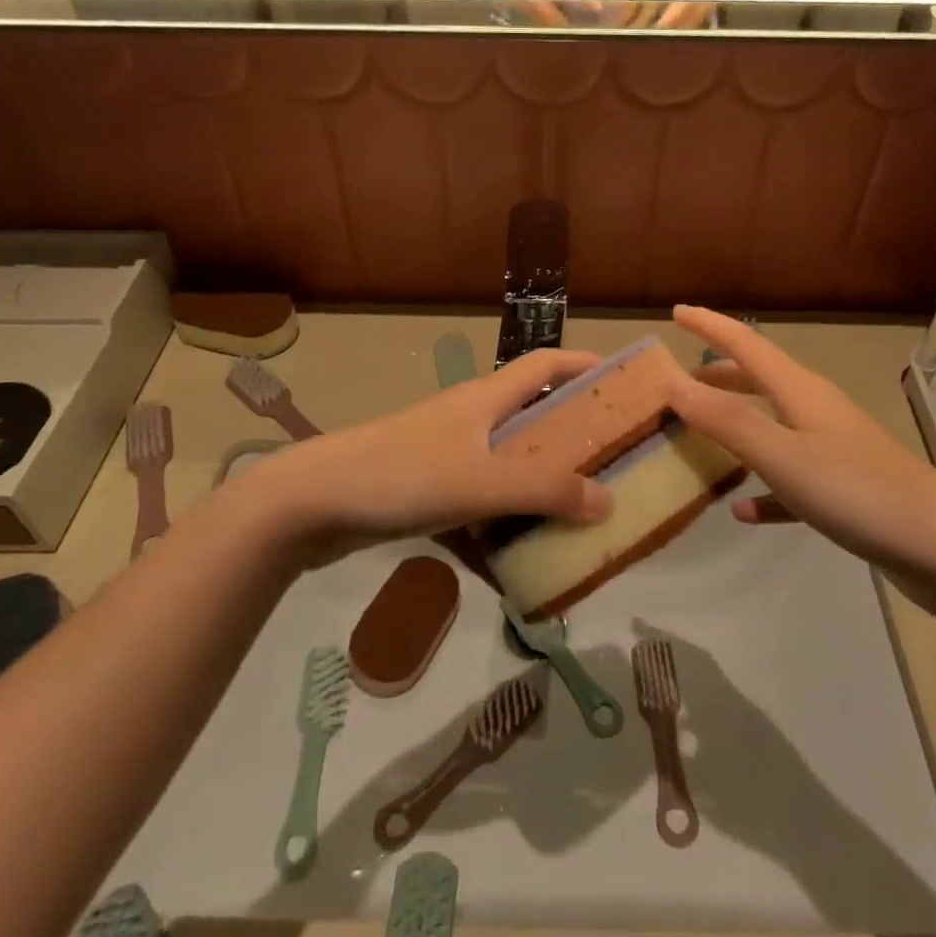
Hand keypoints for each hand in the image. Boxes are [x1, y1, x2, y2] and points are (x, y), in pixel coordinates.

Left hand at [238, 348, 612, 563]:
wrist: (308, 505)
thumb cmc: (401, 475)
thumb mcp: (481, 480)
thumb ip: (545, 490)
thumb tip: (609, 502)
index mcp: (487, 399)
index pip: (547, 364)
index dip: (587, 365)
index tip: (627, 385)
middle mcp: (470, 420)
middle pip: (533, 418)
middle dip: (573, 440)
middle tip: (614, 469)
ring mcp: (445, 457)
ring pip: (506, 468)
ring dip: (537, 491)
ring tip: (576, 523)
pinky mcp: (424, 493)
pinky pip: (476, 508)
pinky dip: (497, 532)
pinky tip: (515, 572)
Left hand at [619, 0, 742, 29]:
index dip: (631, 7)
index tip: (616, 16)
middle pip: (662, 16)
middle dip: (644, 27)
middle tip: (626, 35)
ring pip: (679, 25)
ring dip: (661, 33)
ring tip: (642, 41)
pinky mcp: (714, 3)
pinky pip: (694, 23)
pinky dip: (679, 30)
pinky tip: (668, 37)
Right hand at [664, 306, 935, 607]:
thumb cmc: (857, 492)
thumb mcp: (783, 455)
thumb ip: (727, 421)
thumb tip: (673, 383)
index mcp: (800, 391)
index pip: (746, 345)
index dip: (710, 326)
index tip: (676, 312)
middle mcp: (816, 410)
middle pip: (759, 379)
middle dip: (720, 374)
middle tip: (681, 379)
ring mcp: (833, 448)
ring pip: (772, 424)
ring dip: (736, 423)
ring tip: (701, 433)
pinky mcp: (843, 488)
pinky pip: (789, 478)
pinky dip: (762, 487)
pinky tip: (743, 510)